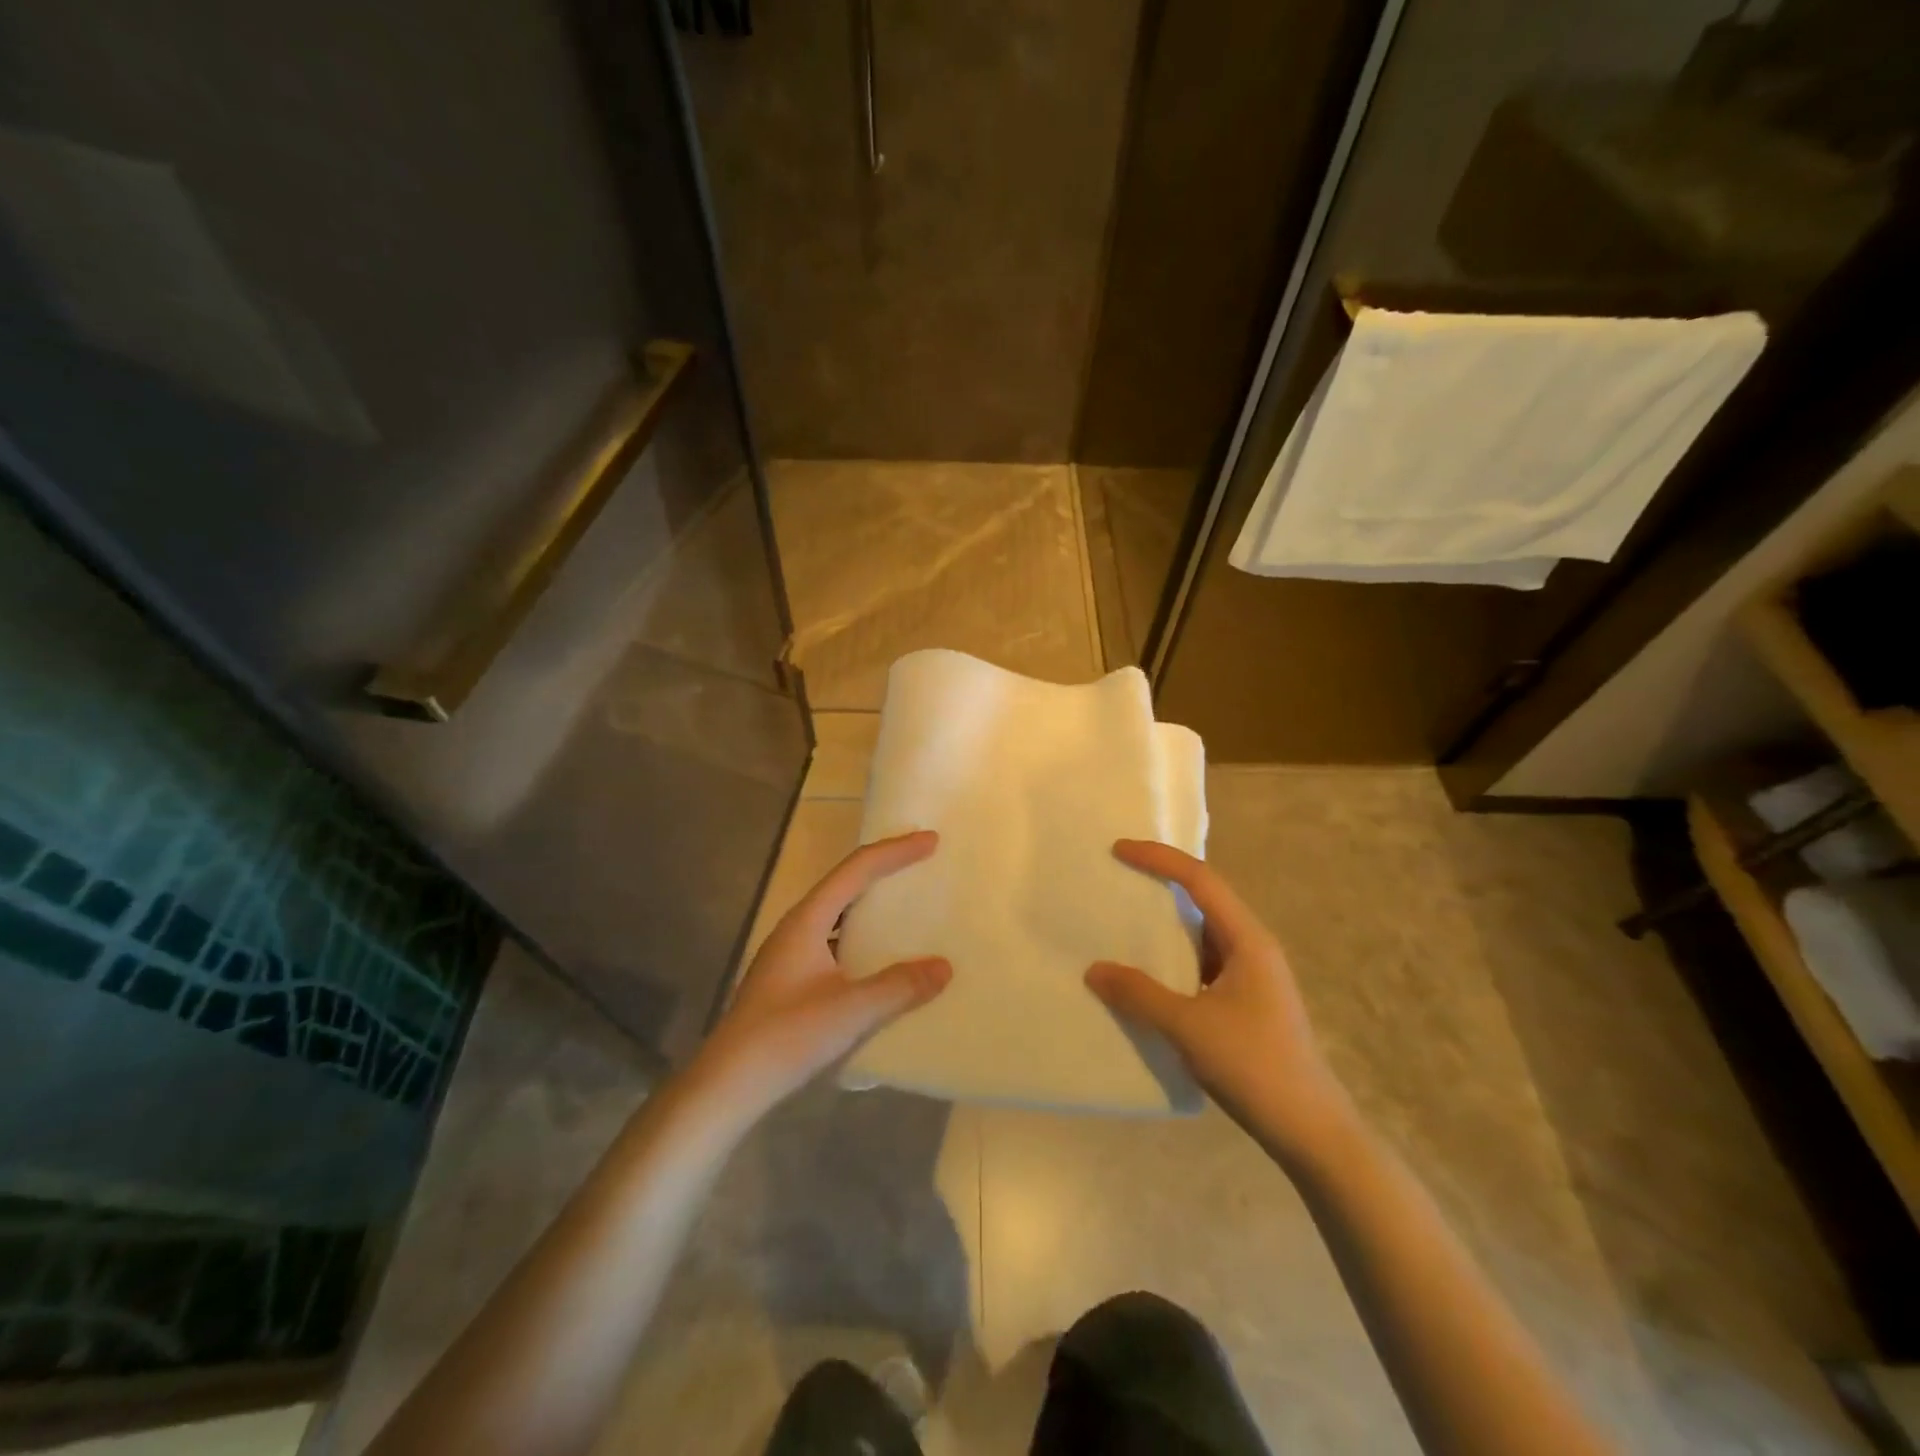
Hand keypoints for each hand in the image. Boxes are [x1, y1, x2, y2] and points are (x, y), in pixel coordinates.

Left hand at [692, 831, 950, 1123]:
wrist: (728, 1084)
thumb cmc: (786, 1037)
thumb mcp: (850, 1011)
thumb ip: (899, 987)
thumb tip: (944, 967)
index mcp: (807, 920)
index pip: (856, 870)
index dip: (894, 852)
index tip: (930, 842)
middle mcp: (797, 928)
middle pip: (845, 884)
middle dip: (884, 870)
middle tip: (922, 863)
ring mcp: (791, 954)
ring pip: (839, 914)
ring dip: (872, 905)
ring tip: (907, 906)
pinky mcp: (791, 980)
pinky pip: (836, 941)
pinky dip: (863, 937)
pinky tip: (880, 960)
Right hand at [1086, 839, 1347, 1151]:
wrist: (1312, 1132)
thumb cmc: (1255, 1066)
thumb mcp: (1189, 1027)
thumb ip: (1139, 995)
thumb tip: (1093, 969)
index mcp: (1247, 939)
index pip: (1200, 880)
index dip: (1158, 858)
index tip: (1118, 850)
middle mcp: (1253, 948)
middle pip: (1203, 900)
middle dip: (1161, 884)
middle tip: (1118, 880)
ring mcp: (1252, 977)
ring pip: (1202, 935)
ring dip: (1166, 926)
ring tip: (1123, 924)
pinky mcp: (1246, 1003)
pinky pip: (1202, 965)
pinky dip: (1173, 961)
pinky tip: (1147, 978)